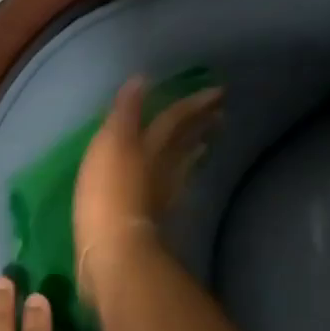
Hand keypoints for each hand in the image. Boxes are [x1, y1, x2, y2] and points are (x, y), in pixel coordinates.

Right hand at [73, 75, 223, 306]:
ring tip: (206, 144)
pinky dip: (179, 182)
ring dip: (193, 152)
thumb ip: (126, 113)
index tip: (218, 92)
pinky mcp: (153, 219)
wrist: (113, 250)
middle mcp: (160, 168)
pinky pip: (173, 192)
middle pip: (184, 143)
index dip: (194, 104)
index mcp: (149, 146)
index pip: (175, 119)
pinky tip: (180, 184)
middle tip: (222, 113)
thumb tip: (142, 80)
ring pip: (182, 167)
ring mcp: (160, 196)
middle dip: (201, 126)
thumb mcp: (111, 145)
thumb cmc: (108, 193)